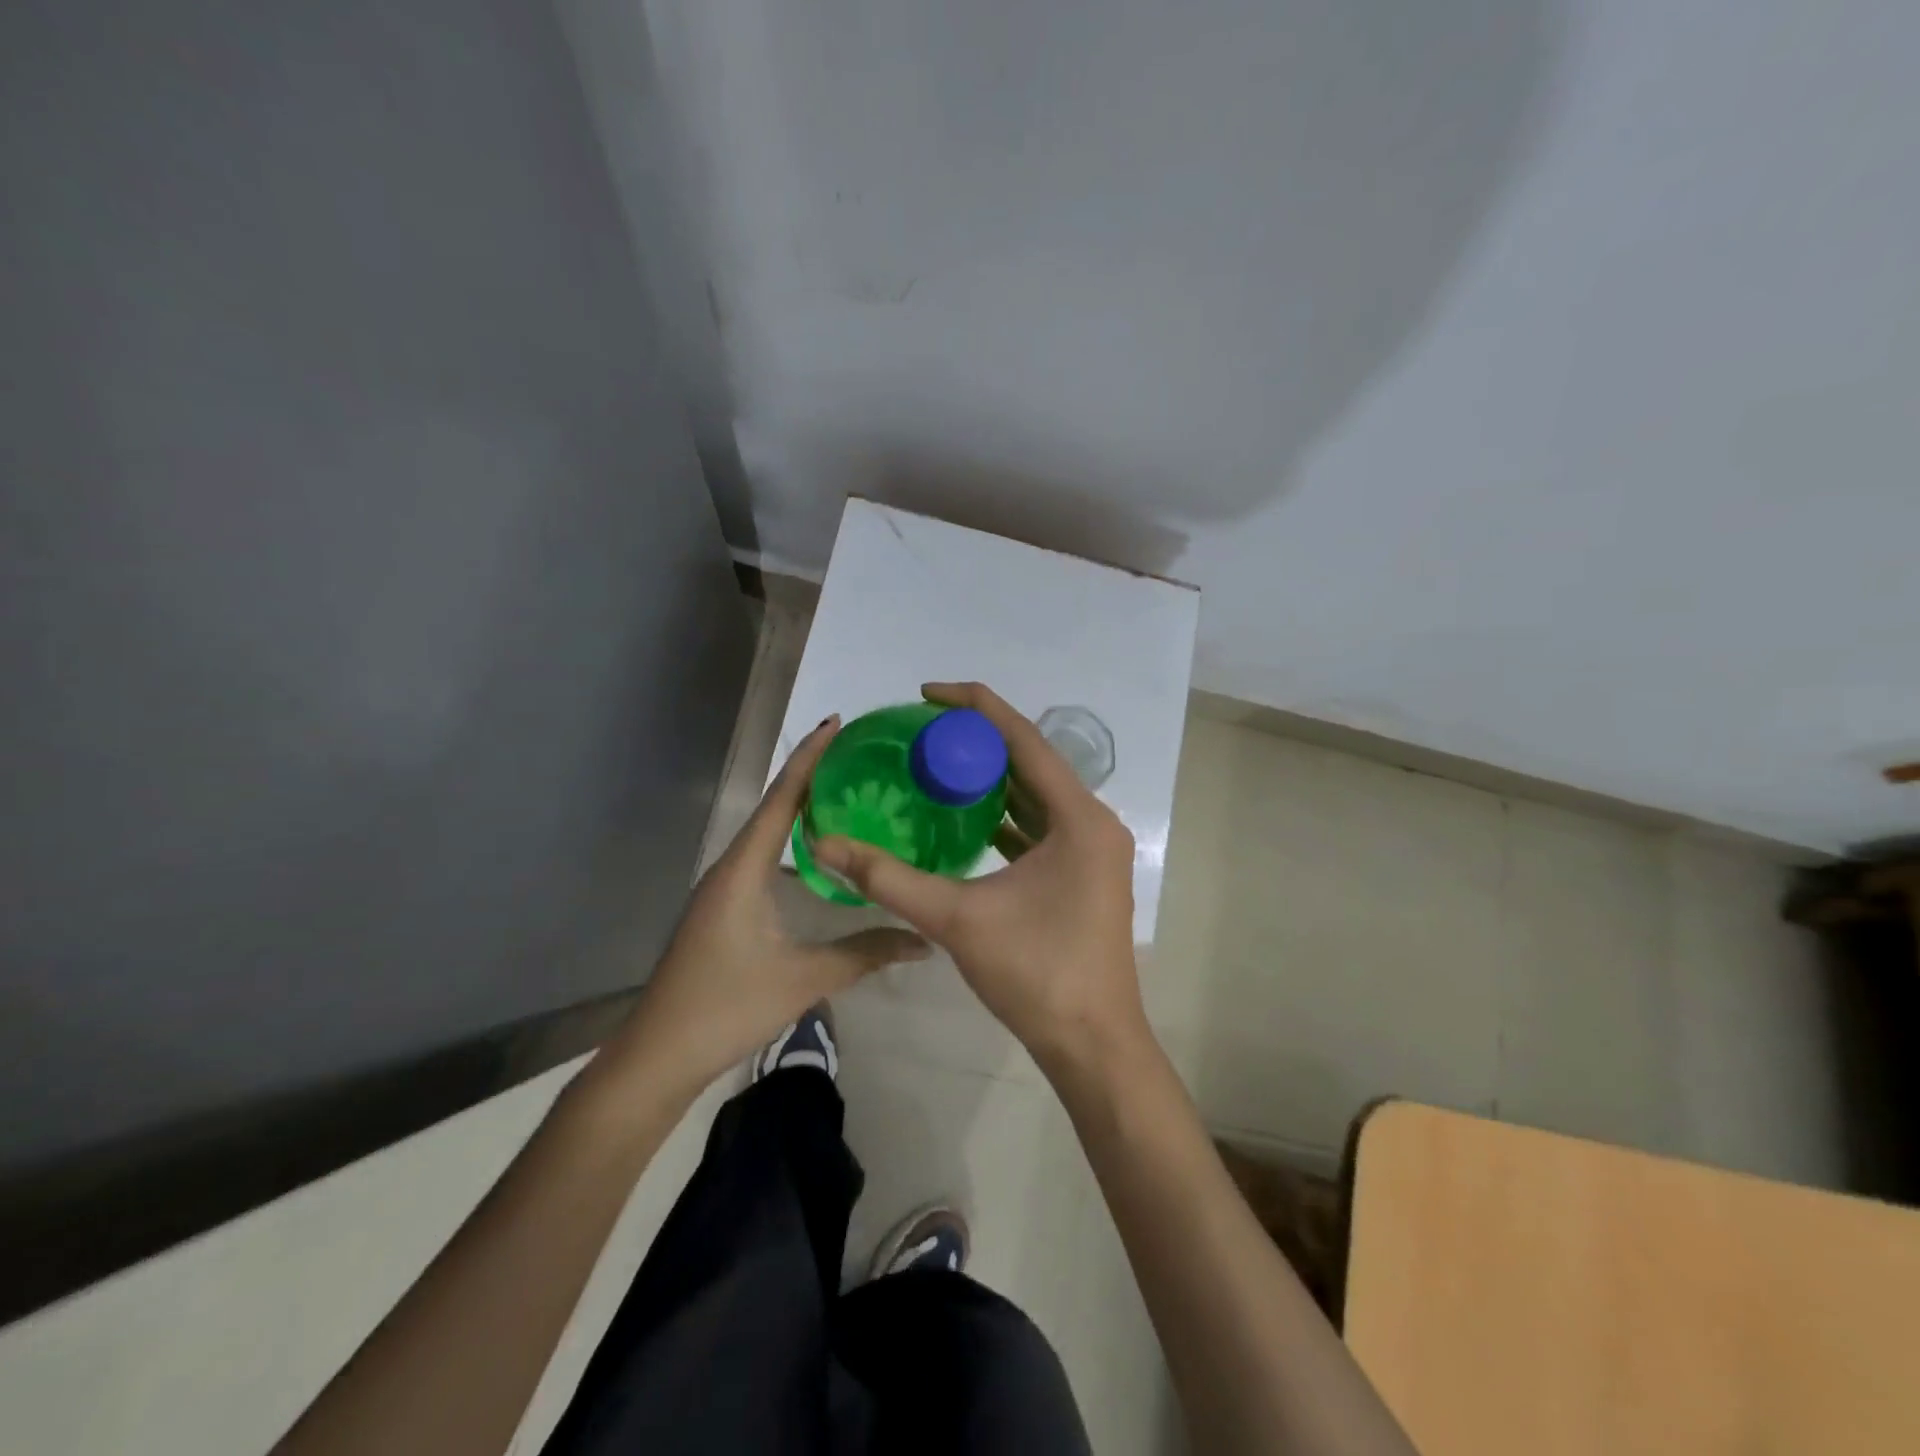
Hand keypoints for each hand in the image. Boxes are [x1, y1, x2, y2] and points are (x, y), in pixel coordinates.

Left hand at [607, 716, 930, 1098]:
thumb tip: (922, 940)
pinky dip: (791, 841)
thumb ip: (865, 954)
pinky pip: (763, 858)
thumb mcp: (803, 979)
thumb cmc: (726, 1008)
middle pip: (773, 807)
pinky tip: (817, 853)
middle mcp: (730, 868)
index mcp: (743, 870)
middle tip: (857, 756)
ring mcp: (723, 889)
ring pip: (767, 834)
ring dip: (800, 809)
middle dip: (811, 776)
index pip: (781, 799)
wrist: (658, 1056)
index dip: (810, 759)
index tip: (837, 723)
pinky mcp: (724, 909)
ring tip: (845, 792)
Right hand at [813, 683, 1147, 1073]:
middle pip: (1032, 761)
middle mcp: (1093, 822)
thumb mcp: (957, 920)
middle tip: (924, 731)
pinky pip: (1043, 826)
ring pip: (1038, 795)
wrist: (1092, 1044)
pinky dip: (1007, 815)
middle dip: (979, 741)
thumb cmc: (1035, 974)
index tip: (928, 693)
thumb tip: (827, 845)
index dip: (975, 706)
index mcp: (1078, 817)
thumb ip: (889, 879)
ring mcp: (1093, 850)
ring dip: (993, 778)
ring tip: (939, 764)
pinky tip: (968, 818)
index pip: (1023, 739)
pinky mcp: (1085, 874)